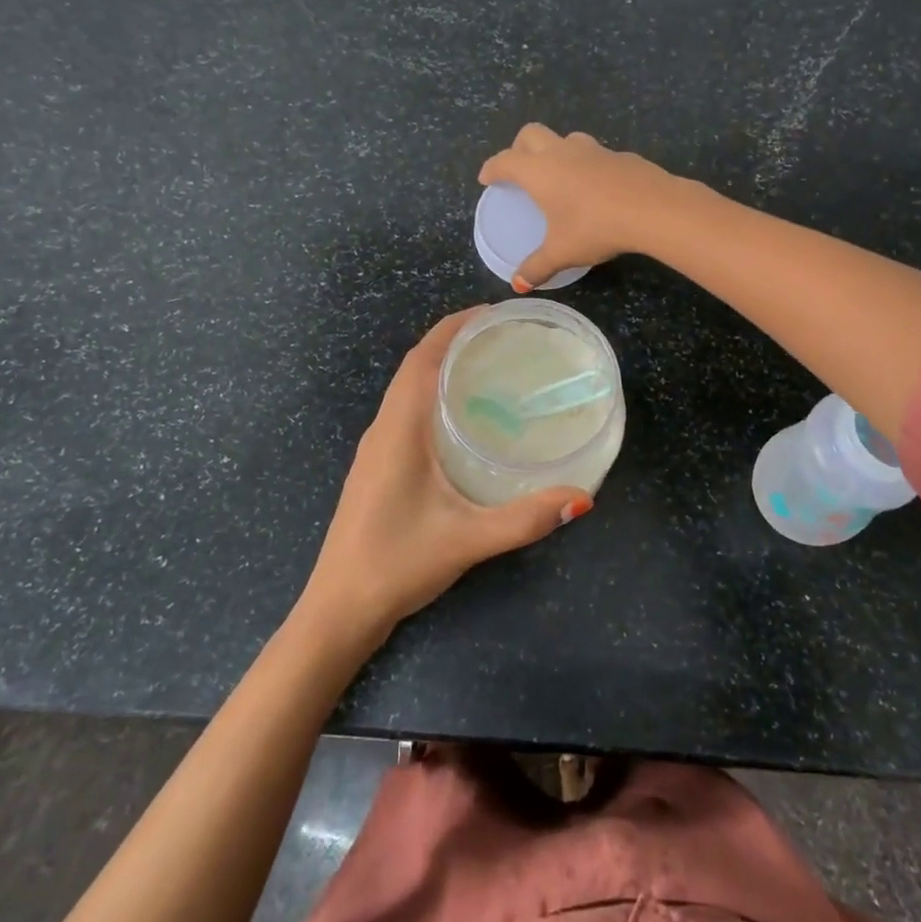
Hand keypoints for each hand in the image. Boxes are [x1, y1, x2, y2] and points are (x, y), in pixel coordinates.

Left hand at [299, 309, 592, 654]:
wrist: (338, 608)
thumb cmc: (396, 564)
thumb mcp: (467, 540)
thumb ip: (524, 518)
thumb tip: (582, 498)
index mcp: (398, 429)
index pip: (422, 358)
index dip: (453, 327)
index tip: (492, 313)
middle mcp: (382, 428)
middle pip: (414, 366)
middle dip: (453, 341)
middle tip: (502, 336)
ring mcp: (375, 448)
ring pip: (407, 389)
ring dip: (440, 367)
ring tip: (488, 366)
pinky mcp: (377, 466)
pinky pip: (405, 411)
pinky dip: (431, 395)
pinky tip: (462, 417)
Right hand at [478, 124, 683, 288]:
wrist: (652, 208)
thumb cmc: (595, 227)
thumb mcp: (562, 252)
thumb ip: (537, 266)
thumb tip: (518, 284)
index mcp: (539, 171)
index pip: (504, 161)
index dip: (492, 168)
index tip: (487, 178)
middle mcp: (561, 152)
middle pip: (530, 134)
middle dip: (519, 148)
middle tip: (519, 170)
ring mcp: (593, 149)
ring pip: (565, 138)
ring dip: (556, 150)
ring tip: (559, 175)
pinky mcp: (620, 155)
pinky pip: (595, 154)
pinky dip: (587, 165)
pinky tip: (596, 188)